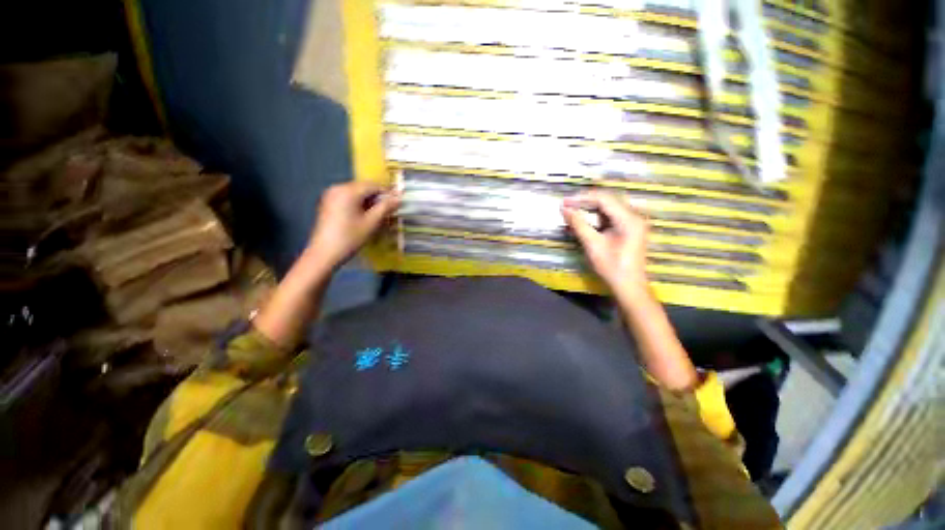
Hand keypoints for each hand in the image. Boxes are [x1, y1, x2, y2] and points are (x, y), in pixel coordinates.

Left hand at [306, 182, 398, 271]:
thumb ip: (386, 208)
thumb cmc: (350, 238)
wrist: (324, 254)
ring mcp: (331, 195)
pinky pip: (348, 198)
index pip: (373, 185)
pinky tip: (364, 216)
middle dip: (378, 198)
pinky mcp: (328, 203)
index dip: (388, 193)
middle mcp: (338, 188)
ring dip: (369, 202)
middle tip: (390, 211)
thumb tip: (399, 198)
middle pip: (364, 188)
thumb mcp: (371, 223)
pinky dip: (359, 204)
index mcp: (348, 191)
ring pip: (357, 193)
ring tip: (379, 215)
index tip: (398, 203)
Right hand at [561, 191, 649, 297]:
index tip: (565, 201)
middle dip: (585, 201)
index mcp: (629, 219)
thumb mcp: (593, 245)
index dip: (582, 198)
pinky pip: (611, 216)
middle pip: (607, 201)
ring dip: (590, 208)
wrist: (629, 287)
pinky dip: (596, 217)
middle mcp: (634, 216)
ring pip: (609, 208)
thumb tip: (564, 209)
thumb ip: (578, 224)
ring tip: (572, 210)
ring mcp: (633, 222)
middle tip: (566, 204)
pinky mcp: (630, 229)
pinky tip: (584, 219)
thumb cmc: (611, 267)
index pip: (603, 199)